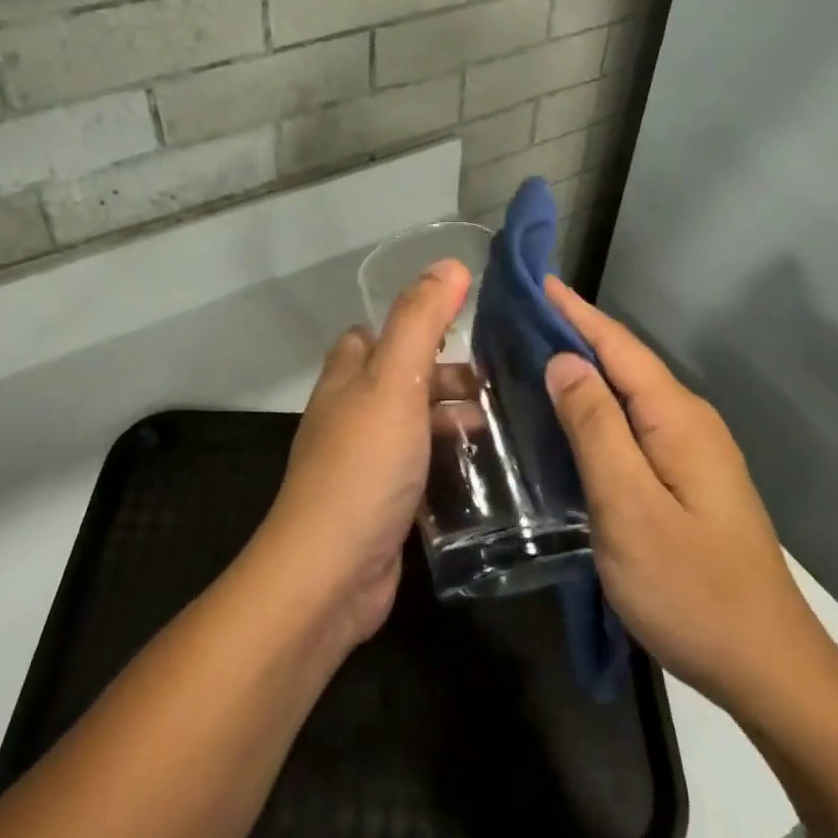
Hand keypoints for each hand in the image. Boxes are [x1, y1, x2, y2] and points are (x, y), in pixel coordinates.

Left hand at [257, 259, 470, 647]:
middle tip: (500, 380)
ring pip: (413, 424)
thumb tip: (450, 264)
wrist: (330, 574)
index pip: (371, 335)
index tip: (463, 324)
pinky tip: (488, 470)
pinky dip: (450, 462)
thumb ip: (419, 320)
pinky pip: (420, 467)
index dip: (411, 324)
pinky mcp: (383, 503)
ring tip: (507, 422)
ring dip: (452, 419)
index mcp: (346, 378)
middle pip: (399, 379)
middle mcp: (350, 414)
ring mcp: (365, 461)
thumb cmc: (363, 465)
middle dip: (445, 374)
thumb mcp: (393, 381)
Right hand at [542, 277, 837, 714]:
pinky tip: (570, 418)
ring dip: (585, 370)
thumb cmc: (690, 587)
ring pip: (629, 395)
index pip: (618, 346)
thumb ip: (596, 428)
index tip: (536, 280)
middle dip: (575, 333)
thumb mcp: (628, 506)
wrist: (767, 668)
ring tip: (532, 357)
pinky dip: (598, 408)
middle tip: (519, 319)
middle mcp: (689, 423)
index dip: (575, 311)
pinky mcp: (688, 480)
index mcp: (677, 419)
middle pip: (625, 363)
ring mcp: (693, 453)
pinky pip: (634, 425)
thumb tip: (565, 360)